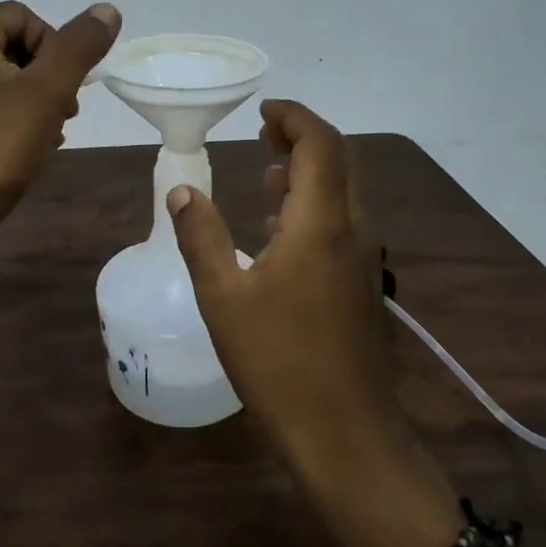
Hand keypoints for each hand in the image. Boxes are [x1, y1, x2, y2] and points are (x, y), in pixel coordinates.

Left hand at [0, 0, 120, 259]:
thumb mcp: (48, 92)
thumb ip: (80, 46)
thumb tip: (107, 9)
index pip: (23, 15)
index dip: (55, 46)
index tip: (67, 88)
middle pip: (8, 46)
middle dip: (44, 76)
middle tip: (64, 114)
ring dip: (29, 101)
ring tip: (47, 137)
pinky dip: (4, 120)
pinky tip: (20, 152)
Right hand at [166, 100, 402, 475]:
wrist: (346, 435)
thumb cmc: (279, 362)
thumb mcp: (223, 297)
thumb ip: (201, 236)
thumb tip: (181, 189)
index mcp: (321, 223)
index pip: (321, 143)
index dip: (294, 117)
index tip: (261, 111)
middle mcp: (352, 229)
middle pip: (340, 159)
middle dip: (303, 136)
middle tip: (261, 133)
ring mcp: (364, 257)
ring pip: (345, 189)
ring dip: (310, 169)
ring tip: (266, 171)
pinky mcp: (363, 281)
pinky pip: (343, 219)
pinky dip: (315, 201)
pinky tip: (279, 226)